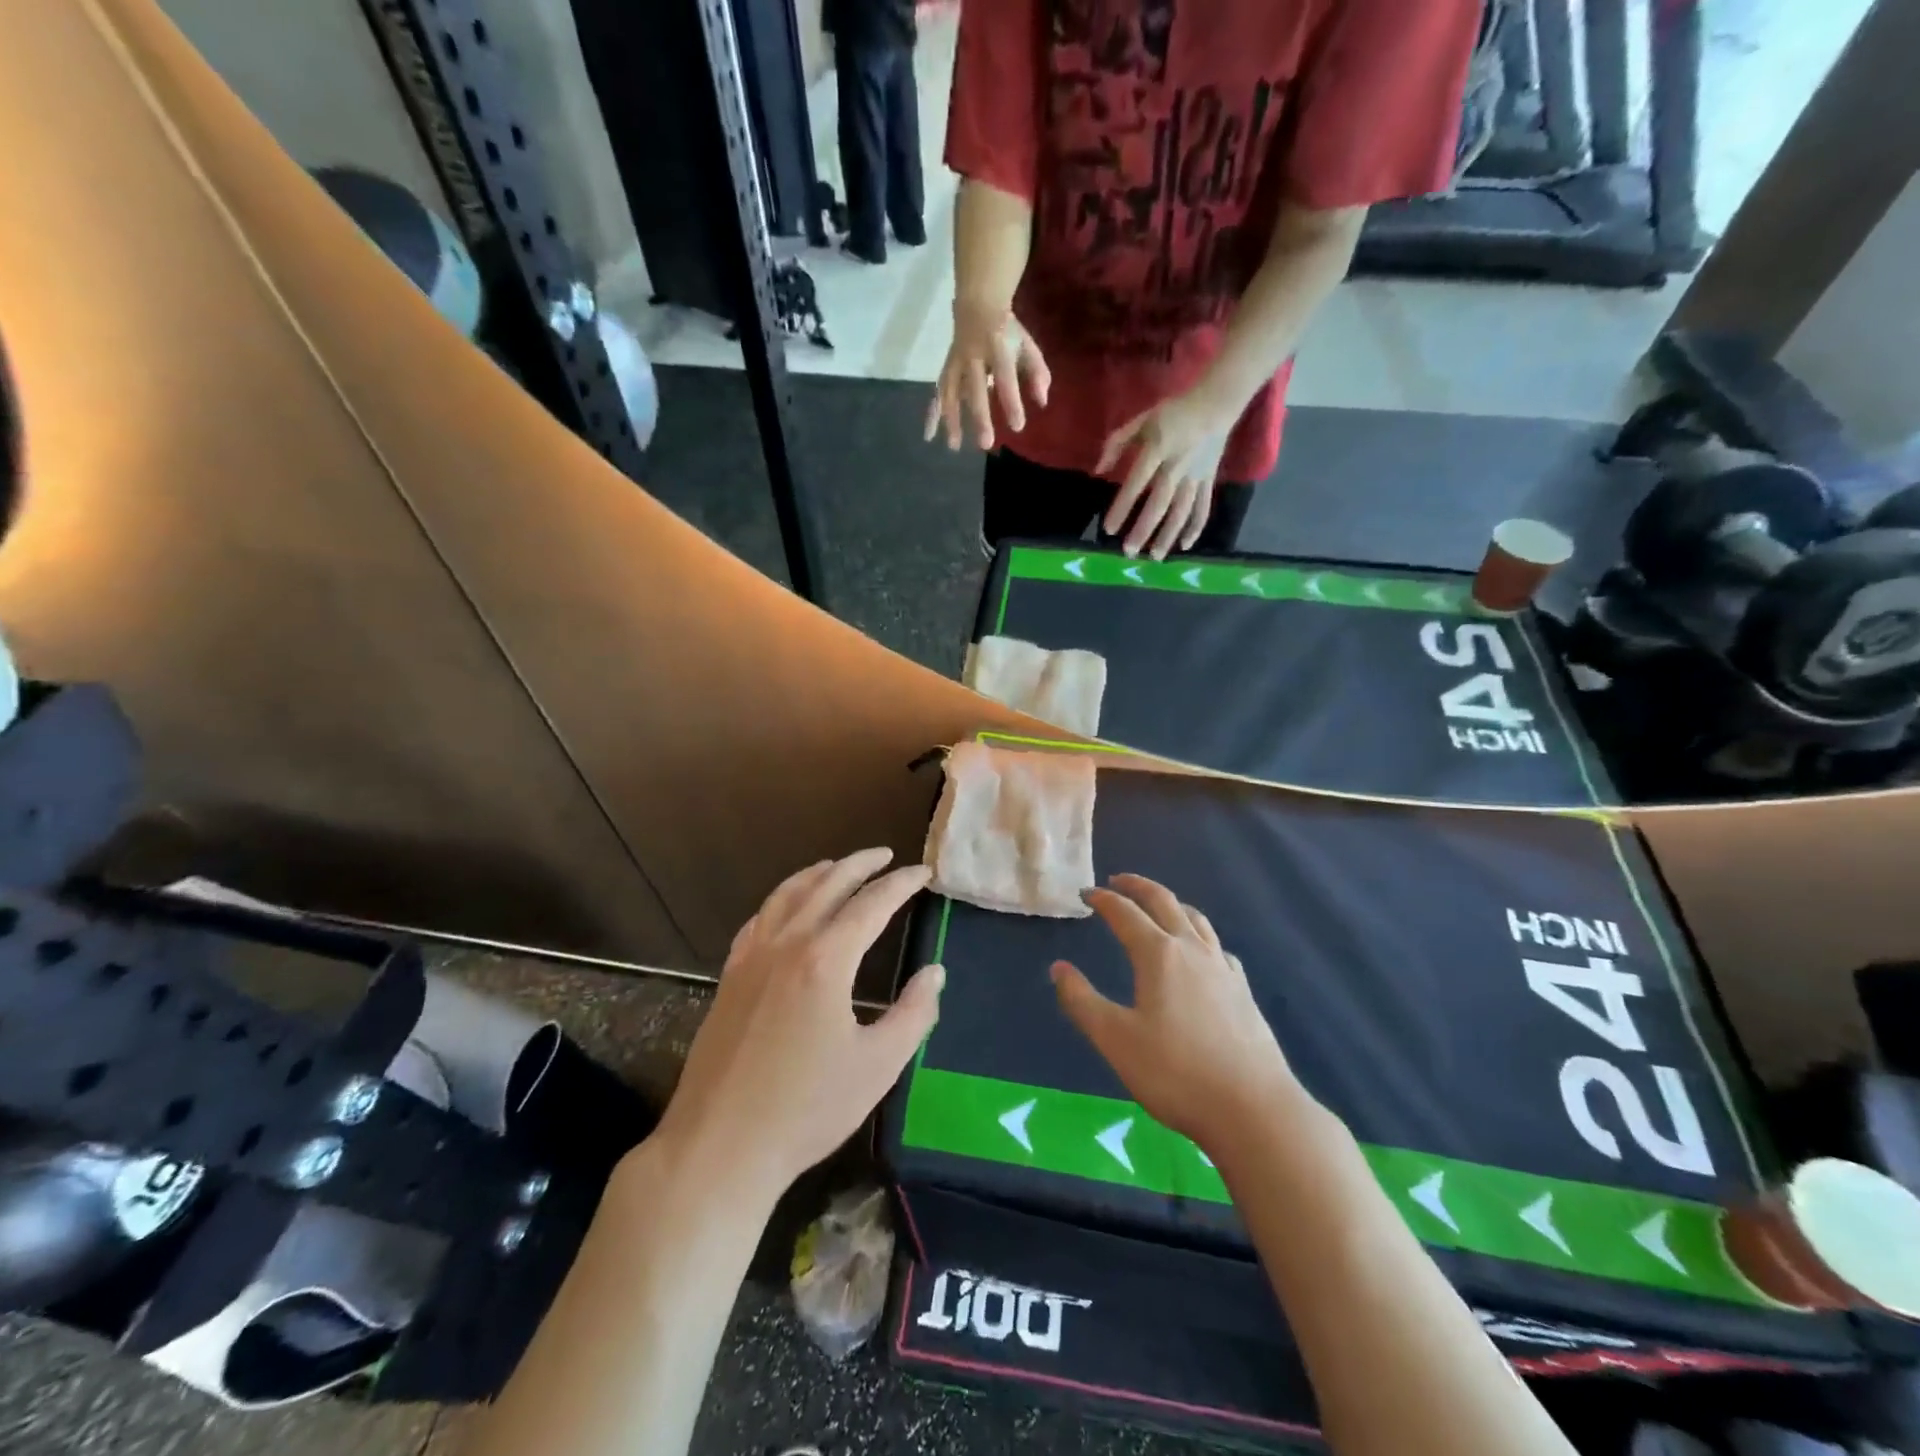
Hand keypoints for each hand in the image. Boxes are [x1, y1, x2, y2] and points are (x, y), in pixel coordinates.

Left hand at [652, 848, 942, 1198]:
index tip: (924, 873)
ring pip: (787, 895)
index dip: (901, 884)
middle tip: (886, 856)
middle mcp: (787, 944)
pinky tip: (786, 907)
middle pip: (827, 885)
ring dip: (818, 873)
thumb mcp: (878, 1066)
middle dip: (860, 865)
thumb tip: (934, 972)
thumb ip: (914, 1014)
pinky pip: (758, 920)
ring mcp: (752, 958)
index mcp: (826, 960)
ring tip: (838, 866)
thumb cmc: (807, 1109)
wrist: (719, 1146)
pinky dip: (780, 900)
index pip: (872, 904)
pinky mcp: (729, 978)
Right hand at [925, 300, 1050, 451]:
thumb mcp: (1026, 345)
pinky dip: (932, 415)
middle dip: (979, 417)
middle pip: (975, 390)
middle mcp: (972, 356)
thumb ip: (1037, 372)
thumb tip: (1042, 402)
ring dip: (951, 420)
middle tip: (985, 444)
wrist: (977, 305)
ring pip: (951, 393)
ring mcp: (956, 363)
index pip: (1004, 377)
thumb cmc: (1007, 331)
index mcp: (996, 347)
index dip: (1010, 402)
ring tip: (955, 446)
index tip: (1017, 426)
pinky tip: (929, 436)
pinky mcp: (946, 370)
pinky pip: (937, 393)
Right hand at [1050, 874, 1298, 1149]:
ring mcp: (1223, 968)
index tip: (1086, 893)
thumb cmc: (1175, 1073)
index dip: (1103, 900)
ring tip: (1158, 906)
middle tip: (1117, 881)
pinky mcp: (1243, 990)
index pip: (1125, 913)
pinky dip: (1199, 935)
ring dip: (1171, 904)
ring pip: (1196, 919)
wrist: (1253, 1109)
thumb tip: (1058, 968)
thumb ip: (1081, 1000)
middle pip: (1164, 902)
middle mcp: (1192, 949)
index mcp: (1158, 954)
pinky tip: (1200, 952)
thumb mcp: (1115, 1039)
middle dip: (1138, 886)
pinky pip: (1217, 946)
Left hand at [1096, 392, 1233, 559]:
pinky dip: (1195, 528)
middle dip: (1144, 530)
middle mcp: (1176, 467)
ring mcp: (1195, 476)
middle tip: (1129, 552)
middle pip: (1159, 504)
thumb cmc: (1173, 412)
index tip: (1109, 529)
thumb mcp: (1142, 420)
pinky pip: (1203, 508)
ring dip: (1168, 536)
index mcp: (1157, 450)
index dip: (1122, 507)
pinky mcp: (1208, 481)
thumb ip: (1117, 443)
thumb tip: (1098, 471)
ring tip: (1154, 557)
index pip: (1136, 483)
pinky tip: (1185, 546)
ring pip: (1181, 511)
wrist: (1216, 403)